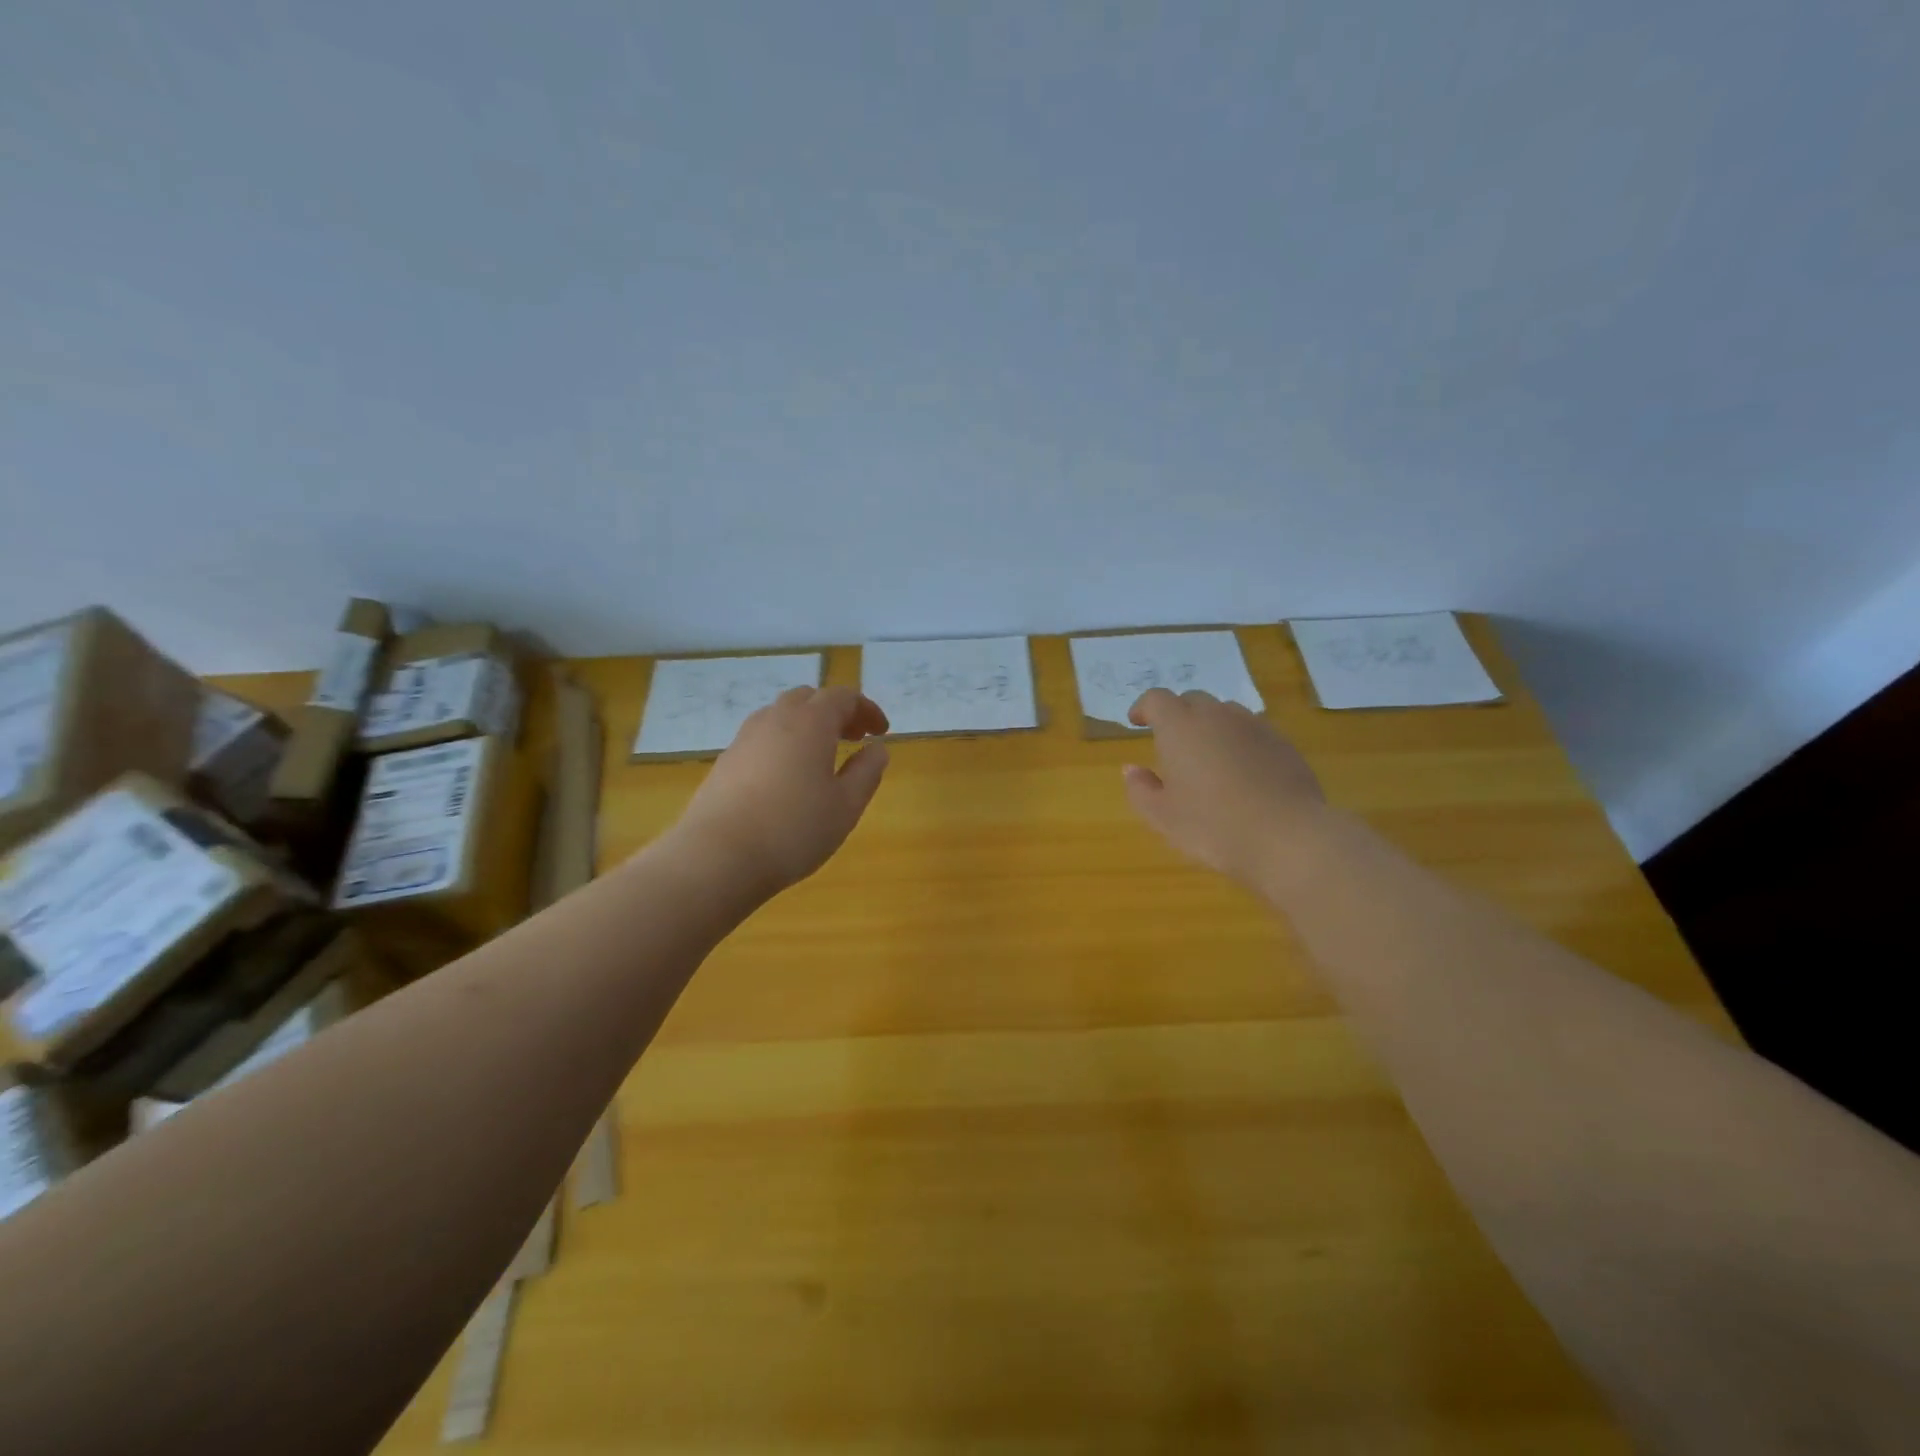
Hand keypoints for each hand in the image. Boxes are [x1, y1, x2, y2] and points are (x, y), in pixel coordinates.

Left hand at [672, 686, 890, 896]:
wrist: (717, 857)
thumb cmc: (794, 829)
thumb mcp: (846, 806)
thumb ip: (866, 772)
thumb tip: (877, 749)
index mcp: (810, 723)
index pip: (843, 697)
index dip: (866, 709)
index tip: (881, 731)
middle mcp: (775, 719)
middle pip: (809, 698)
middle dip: (835, 712)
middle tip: (853, 737)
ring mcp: (745, 738)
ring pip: (780, 715)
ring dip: (806, 725)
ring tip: (820, 755)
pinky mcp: (725, 761)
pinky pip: (761, 737)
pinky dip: (783, 743)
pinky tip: (787, 776)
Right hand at [1122, 689, 1327, 889]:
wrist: (1287, 837)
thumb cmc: (1213, 826)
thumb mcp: (1162, 816)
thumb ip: (1141, 789)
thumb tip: (1132, 769)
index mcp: (1180, 727)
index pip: (1156, 699)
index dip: (1144, 708)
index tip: (1137, 723)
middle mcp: (1217, 716)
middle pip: (1192, 700)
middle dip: (1178, 714)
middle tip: (1171, 744)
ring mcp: (1254, 727)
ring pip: (1225, 713)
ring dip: (1211, 726)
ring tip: (1208, 757)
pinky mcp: (1283, 744)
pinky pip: (1252, 731)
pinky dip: (1239, 742)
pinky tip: (1242, 773)